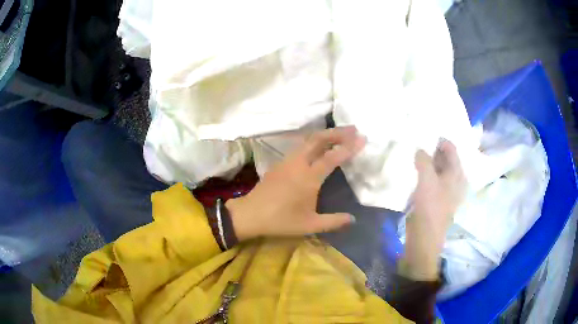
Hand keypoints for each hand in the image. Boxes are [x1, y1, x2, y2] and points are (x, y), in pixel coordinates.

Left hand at [226, 126, 365, 240]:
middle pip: (319, 139)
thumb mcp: (310, 225)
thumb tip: (353, 219)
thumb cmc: (281, 220)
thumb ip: (333, 222)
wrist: (251, 214)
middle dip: (338, 132)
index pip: (333, 157)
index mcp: (309, 178)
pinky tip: (319, 146)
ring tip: (340, 134)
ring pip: (308, 140)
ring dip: (326, 134)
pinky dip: (314, 141)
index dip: (349, 147)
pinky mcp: (280, 162)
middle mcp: (299, 163)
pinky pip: (300, 146)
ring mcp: (287, 161)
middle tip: (353, 129)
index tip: (362, 138)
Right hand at [400, 139, 466, 280]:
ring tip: (414, 154)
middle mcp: (455, 179)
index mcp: (457, 173)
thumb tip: (419, 149)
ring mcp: (447, 190)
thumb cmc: (430, 207)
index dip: (439, 139)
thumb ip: (423, 160)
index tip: (423, 133)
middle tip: (417, 141)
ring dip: (429, 161)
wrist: (425, 238)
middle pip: (446, 158)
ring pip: (439, 168)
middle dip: (433, 149)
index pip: (451, 148)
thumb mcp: (426, 180)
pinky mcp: (438, 198)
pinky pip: (434, 179)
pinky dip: (426, 172)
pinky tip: (416, 171)